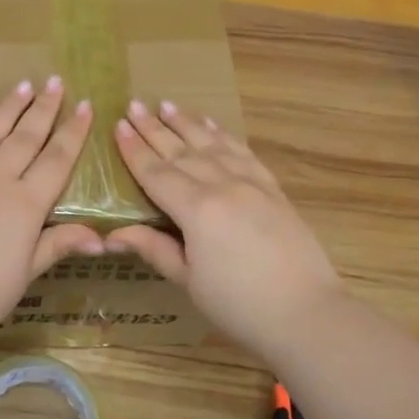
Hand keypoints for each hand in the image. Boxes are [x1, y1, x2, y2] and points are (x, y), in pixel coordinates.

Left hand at [0, 77, 101, 352]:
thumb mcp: (23, 275)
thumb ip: (57, 246)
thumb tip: (102, 237)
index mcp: (24, 206)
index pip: (56, 161)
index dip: (73, 133)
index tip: (86, 106)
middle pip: (25, 139)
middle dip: (44, 109)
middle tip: (56, 82)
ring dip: (8, 107)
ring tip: (23, 85)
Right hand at [106, 100, 346, 360]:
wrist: (306, 313)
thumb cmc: (239, 305)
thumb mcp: (189, 281)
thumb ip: (154, 249)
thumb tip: (113, 235)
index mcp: (197, 210)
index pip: (157, 173)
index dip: (135, 150)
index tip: (118, 126)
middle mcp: (223, 186)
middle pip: (182, 152)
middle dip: (155, 129)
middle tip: (134, 105)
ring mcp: (252, 184)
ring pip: (213, 144)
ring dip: (188, 123)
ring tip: (167, 105)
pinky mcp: (273, 189)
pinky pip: (243, 153)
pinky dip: (224, 136)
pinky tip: (212, 126)